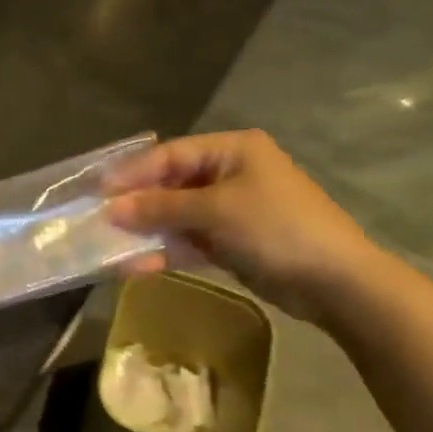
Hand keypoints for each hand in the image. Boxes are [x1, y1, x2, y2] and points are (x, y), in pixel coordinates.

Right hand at [106, 131, 385, 320]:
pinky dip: (168, 251)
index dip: (133, 173)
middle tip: (100, 222)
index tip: (98, 192)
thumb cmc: (276, 228)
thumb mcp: (215, 211)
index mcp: (233, 150)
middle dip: (138, 205)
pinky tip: (139, 266)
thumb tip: (112, 209)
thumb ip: (161, 207)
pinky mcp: (233, 242)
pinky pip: (192, 241)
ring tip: (113, 248)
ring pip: (179, 216)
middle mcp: (231, 173)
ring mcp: (232, 210)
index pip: (171, 154)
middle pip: (172, 185)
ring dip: (149, 232)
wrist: (334, 281)